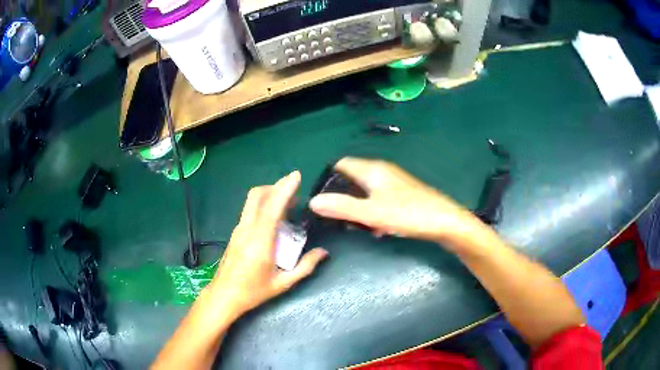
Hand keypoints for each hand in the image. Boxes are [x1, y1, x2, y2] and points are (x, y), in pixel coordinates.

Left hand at [207, 171, 327, 319]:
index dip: (284, 189)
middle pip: (257, 196)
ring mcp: (238, 230)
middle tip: (294, 191)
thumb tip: (323, 252)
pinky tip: (274, 220)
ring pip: (252, 202)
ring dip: (269, 196)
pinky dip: (263, 206)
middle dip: (275, 187)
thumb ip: (305, 267)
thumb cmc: (253, 292)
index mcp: (259, 241)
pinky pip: (250, 211)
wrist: (223, 296)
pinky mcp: (235, 233)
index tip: (296, 176)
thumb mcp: (282, 283)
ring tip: (288, 206)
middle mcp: (246, 230)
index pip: (272, 207)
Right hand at [309, 157, 483, 250]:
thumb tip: (313, 201)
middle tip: (339, 218)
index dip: (327, 179)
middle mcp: (382, 172)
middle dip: (343, 198)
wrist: (445, 222)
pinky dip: (374, 213)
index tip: (320, 199)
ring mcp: (394, 183)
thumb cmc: (408, 214)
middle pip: (353, 179)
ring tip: (360, 227)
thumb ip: (342, 207)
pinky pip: (380, 200)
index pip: (341, 164)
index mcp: (372, 170)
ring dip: (359, 208)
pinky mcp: (403, 195)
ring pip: (366, 192)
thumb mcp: (371, 213)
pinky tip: (379, 229)